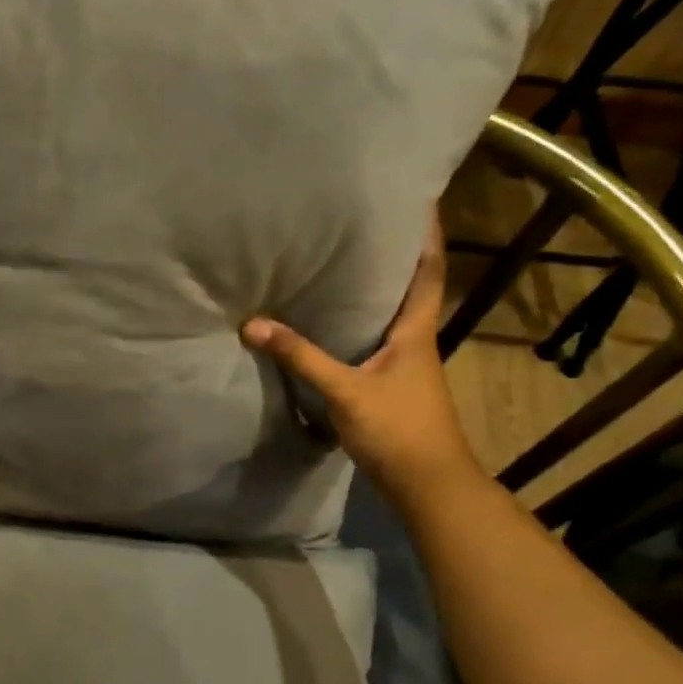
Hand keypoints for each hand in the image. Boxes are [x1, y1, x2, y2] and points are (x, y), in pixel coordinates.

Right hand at [241, 215, 475, 490]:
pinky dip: (358, 322)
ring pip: (391, 314)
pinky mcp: (391, 384)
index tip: (419, 198)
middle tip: (364, 222)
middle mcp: (416, 340)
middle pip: (410, 286)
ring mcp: (406, 364)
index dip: (427, 234)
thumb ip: (300, 357)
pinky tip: (331, 322)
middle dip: (394, 254)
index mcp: (415, 331)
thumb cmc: (398, 429)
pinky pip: (375, 340)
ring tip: (342, 261)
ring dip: (375, 288)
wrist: (427, 485)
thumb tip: (253, 324)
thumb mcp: (345, 391)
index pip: (428, 271)